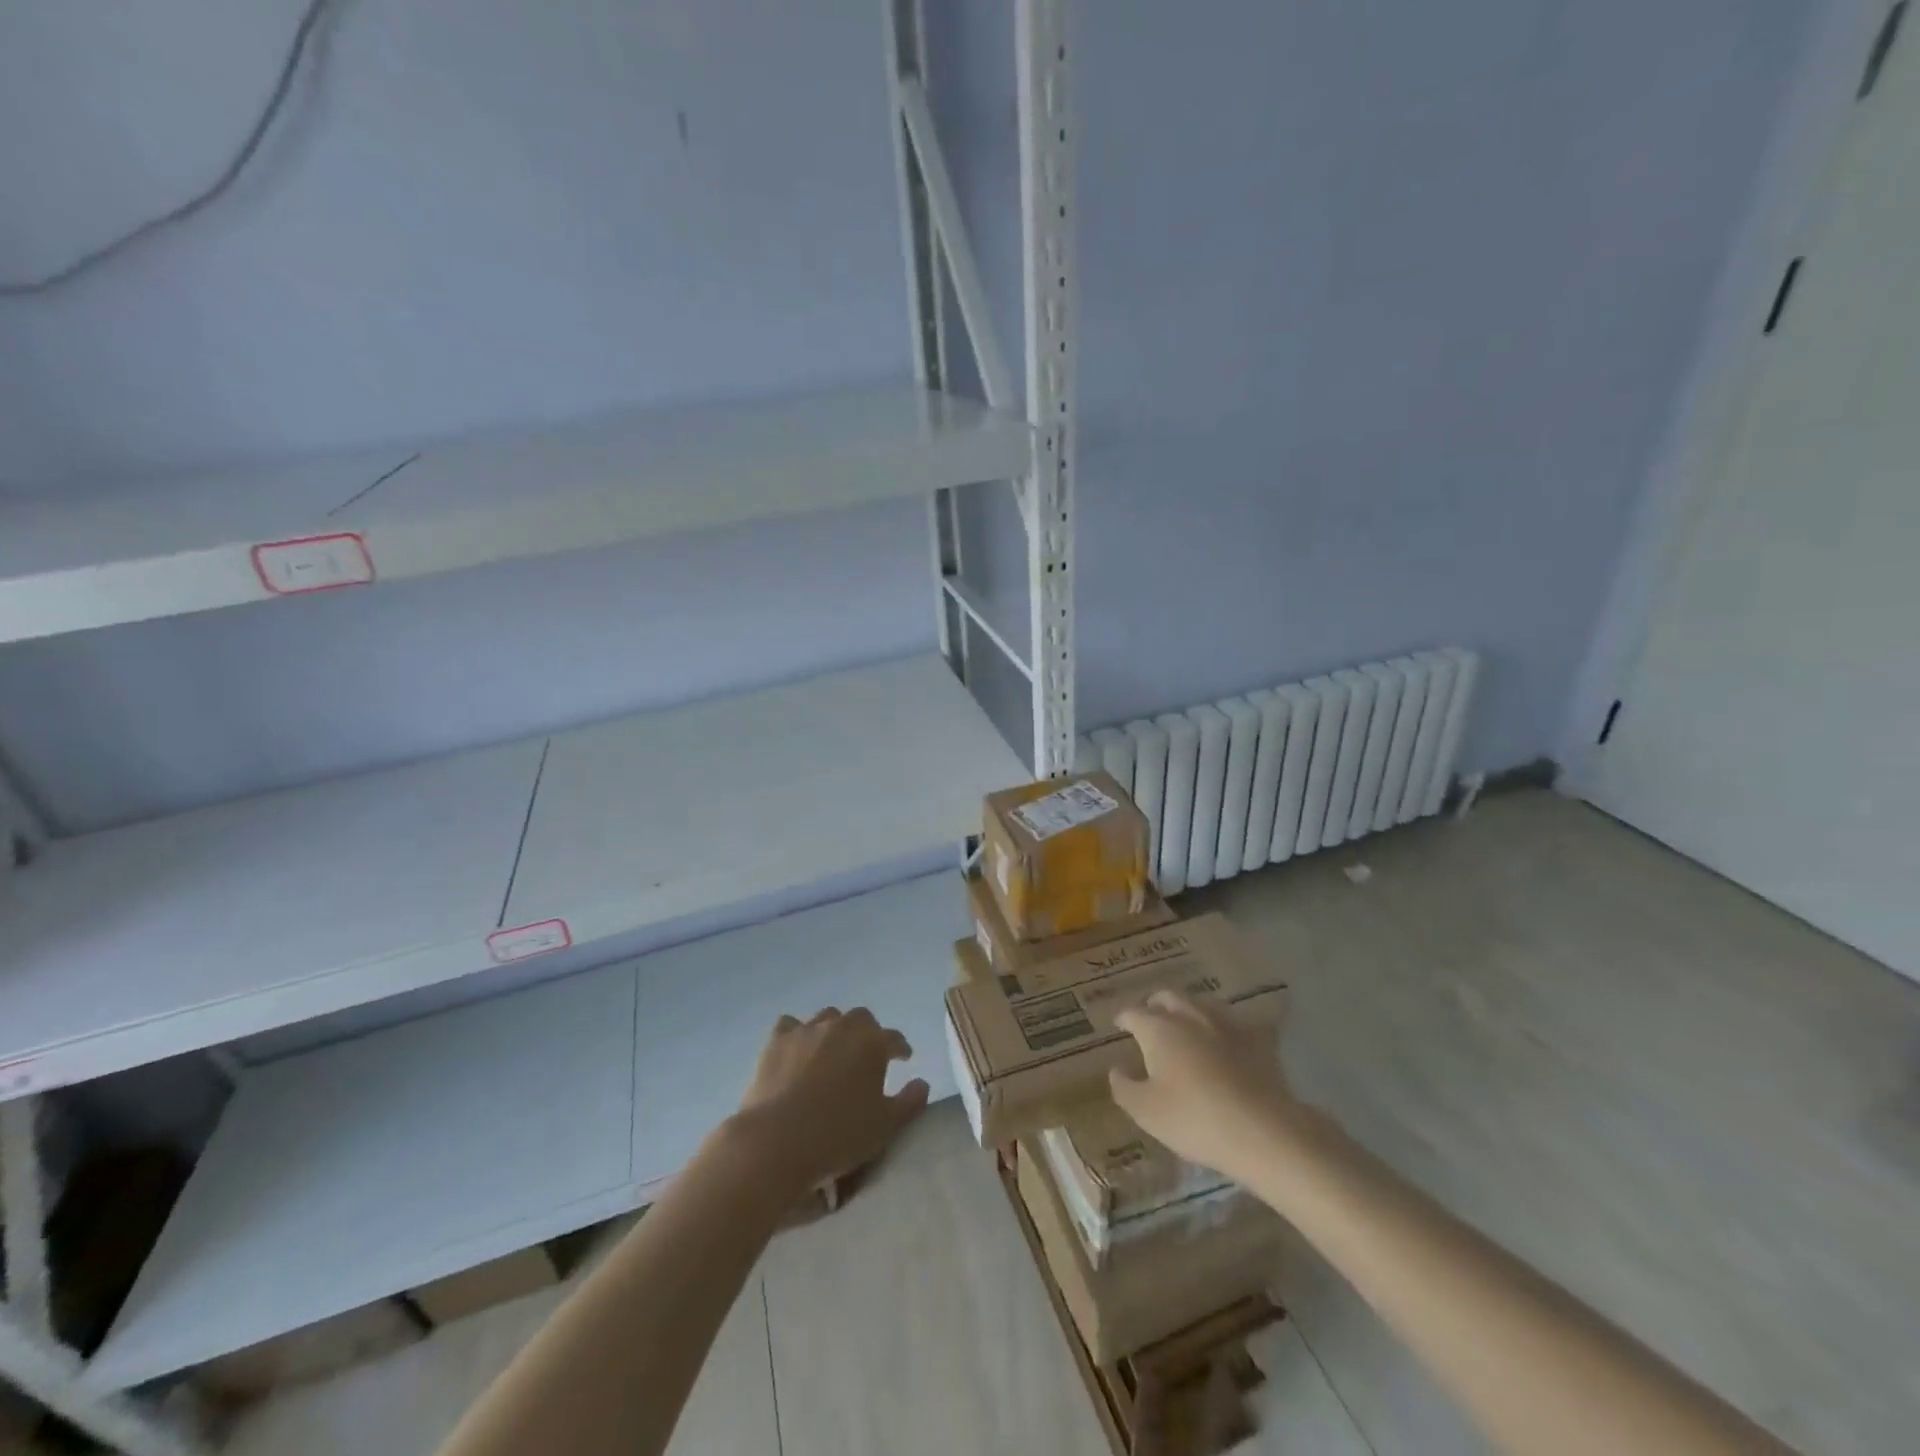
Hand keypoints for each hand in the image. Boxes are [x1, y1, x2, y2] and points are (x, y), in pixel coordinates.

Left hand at [728, 1007, 928, 1198]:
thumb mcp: (885, 1126)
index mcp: (873, 1043)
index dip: (900, 1049)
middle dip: (868, 1033)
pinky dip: (797, 1034)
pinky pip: (791, 1025)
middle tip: (866, 1055)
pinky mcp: (777, 1040)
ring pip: (828, 1017)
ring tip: (832, 1051)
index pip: (894, 1039)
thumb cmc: (839, 1135)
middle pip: (861, 1019)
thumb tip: (922, 1083)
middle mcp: (842, 1026)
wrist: (778, 1140)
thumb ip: (909, 1102)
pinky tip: (797, 1048)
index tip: (903, 1059)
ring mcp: (808, 1029)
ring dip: (835, 1030)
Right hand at [1109, 991, 1298, 1184]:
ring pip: (1201, 1004)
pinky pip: (1234, 1023)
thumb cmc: (1194, 1119)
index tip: (1119, 1023)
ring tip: (1185, 1024)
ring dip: (1188, 1010)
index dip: (1123, 1017)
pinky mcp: (1256, 1039)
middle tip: (1149, 1016)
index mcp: (1158, 1029)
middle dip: (1155, 1004)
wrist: (1262, 1131)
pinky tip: (1225, 1039)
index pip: (1133, 1012)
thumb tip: (1116, 1068)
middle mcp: (1189, 1016)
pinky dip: (1223, 1027)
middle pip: (1168, 997)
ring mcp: (1225, 1024)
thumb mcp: (1145, 1111)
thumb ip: (1124, 1086)